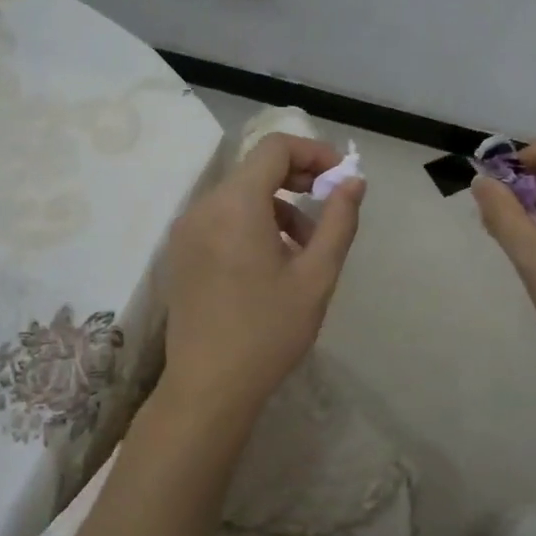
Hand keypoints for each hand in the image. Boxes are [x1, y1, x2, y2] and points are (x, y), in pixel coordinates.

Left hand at [162, 133, 364, 430]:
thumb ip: (338, 221)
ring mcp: (187, 230)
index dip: (313, 152)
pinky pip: (222, 218)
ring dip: (278, 205)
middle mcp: (204, 207)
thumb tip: (353, 182)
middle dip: (298, 178)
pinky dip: (252, 222)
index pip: (275, 148)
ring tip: (306, 247)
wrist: (208, 387)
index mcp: (236, 205)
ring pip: (239, 195)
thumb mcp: (316, 276)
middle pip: (255, 169)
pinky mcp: (181, 252)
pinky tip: (273, 262)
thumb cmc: (269, 331)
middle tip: (330, 205)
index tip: (340, 178)